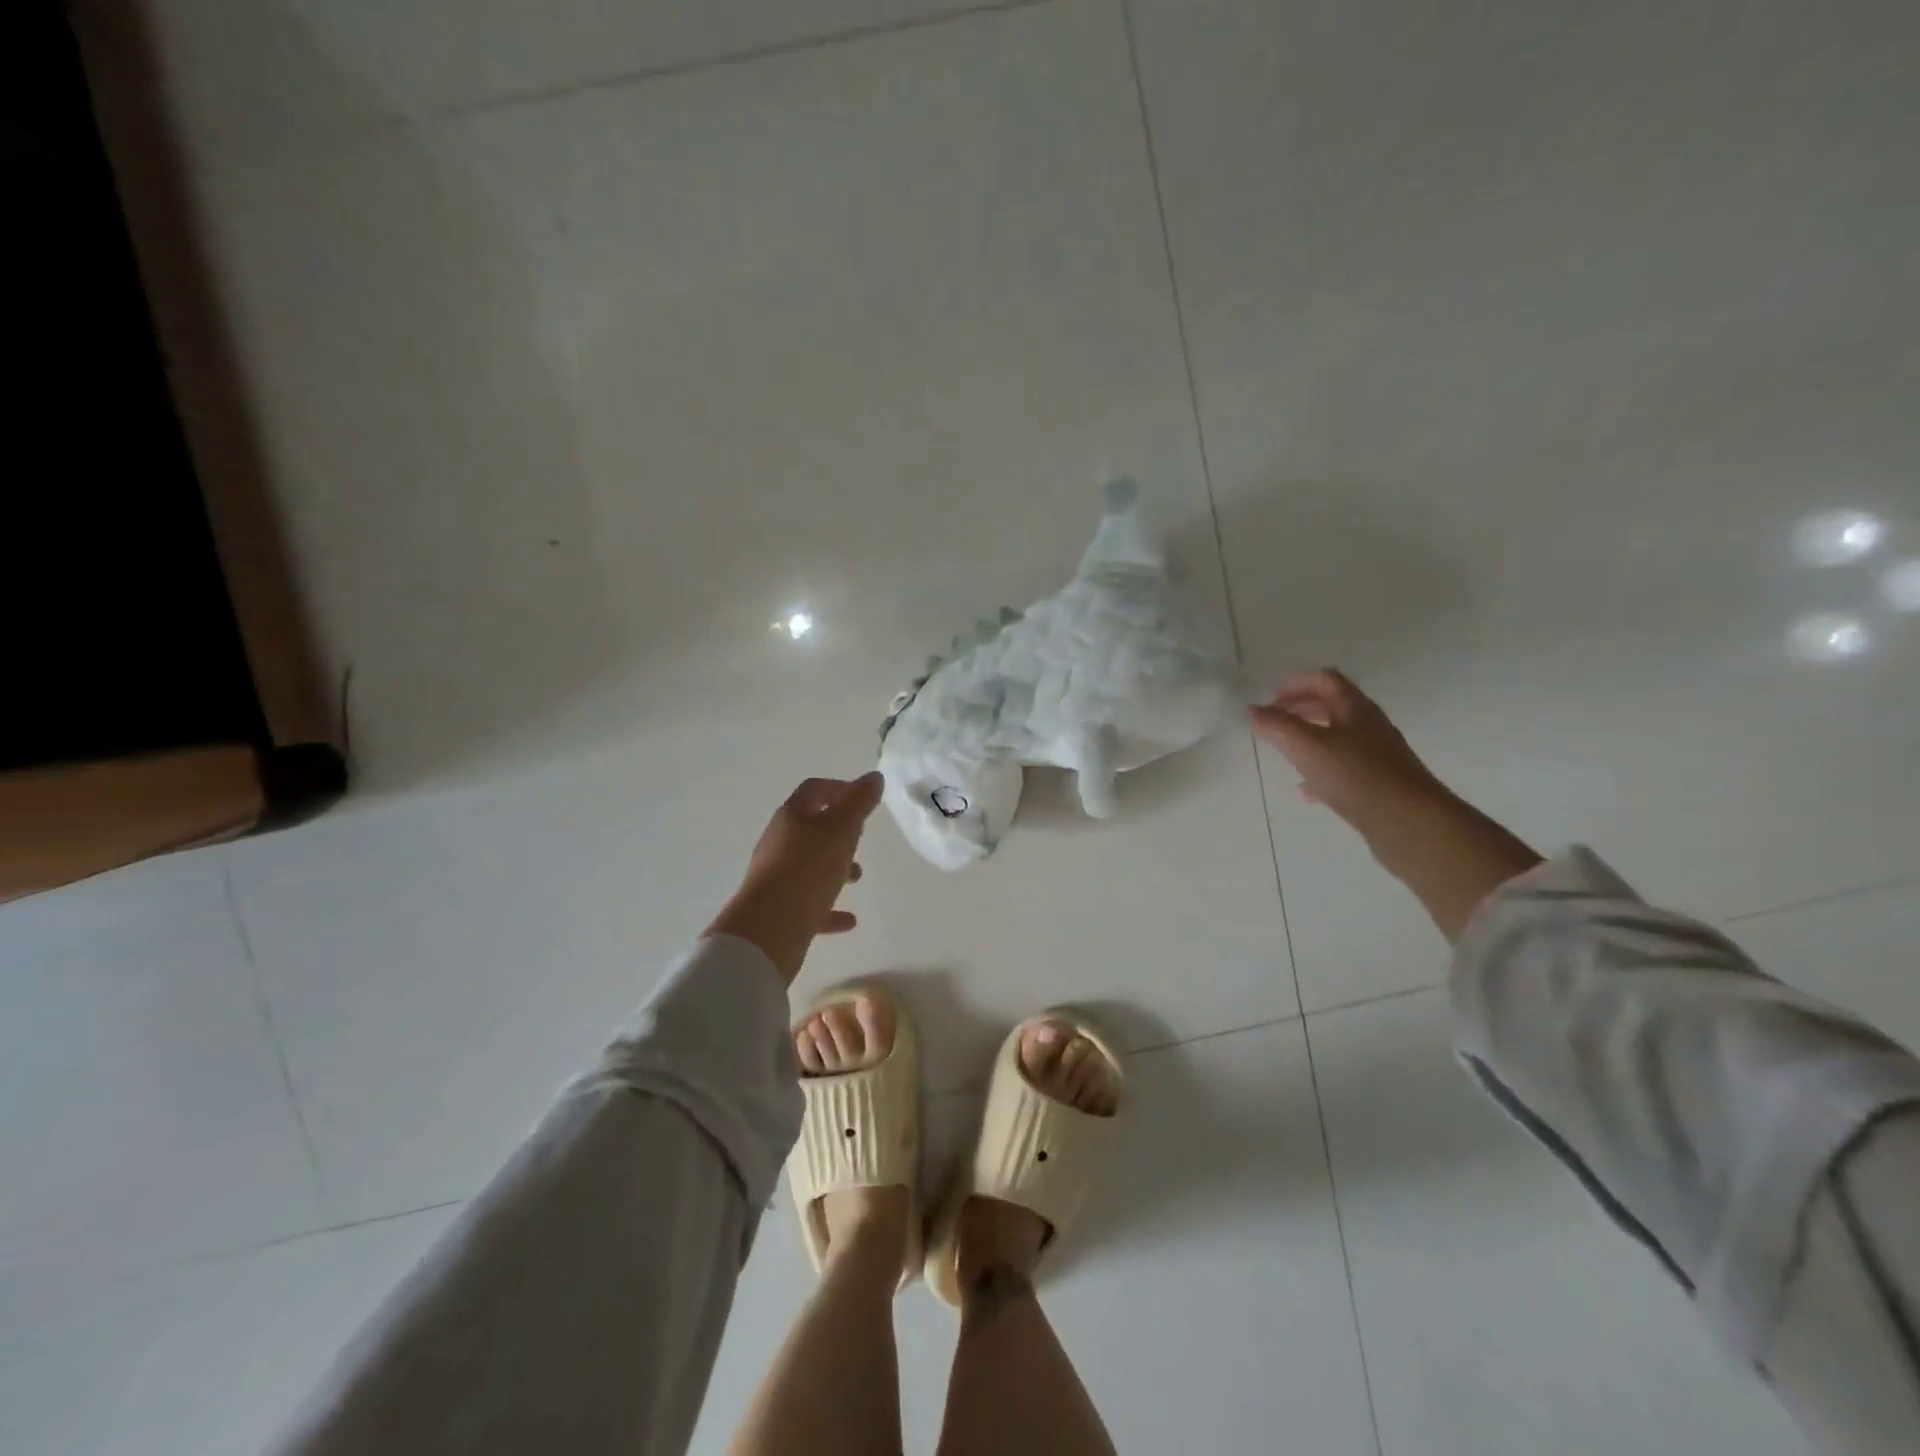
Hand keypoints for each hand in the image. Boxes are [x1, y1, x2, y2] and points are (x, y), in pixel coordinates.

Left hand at [707, 772, 884, 984]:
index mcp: (792, 816)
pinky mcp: (779, 908)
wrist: (768, 928)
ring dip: (834, 867)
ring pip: (810, 864)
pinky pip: (809, 902)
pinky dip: (829, 906)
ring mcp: (776, 876)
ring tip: (857, 877)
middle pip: (811, 827)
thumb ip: (860, 803)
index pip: (815, 790)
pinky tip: (848, 920)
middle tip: (861, 837)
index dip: (840, 788)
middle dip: (839, 831)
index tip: (865, 798)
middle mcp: (780, 842)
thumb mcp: (842, 830)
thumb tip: (874, 777)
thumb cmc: (808, 869)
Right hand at [1248, 669, 1448, 837]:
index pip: (1325, 680)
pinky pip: (1344, 769)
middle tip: (1273, 721)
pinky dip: (1320, 772)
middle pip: (1332, 707)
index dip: (1296, 683)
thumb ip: (1277, 726)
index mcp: (1355, 709)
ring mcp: (1377, 757)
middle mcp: (1370, 727)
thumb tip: (1252, 710)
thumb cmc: (1357, 776)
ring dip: (1309, 740)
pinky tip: (1306, 791)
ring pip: (1337, 739)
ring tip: (1284, 753)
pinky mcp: (1378, 785)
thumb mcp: (1307, 747)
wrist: (1410, 823)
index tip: (1269, 697)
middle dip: (1300, 709)